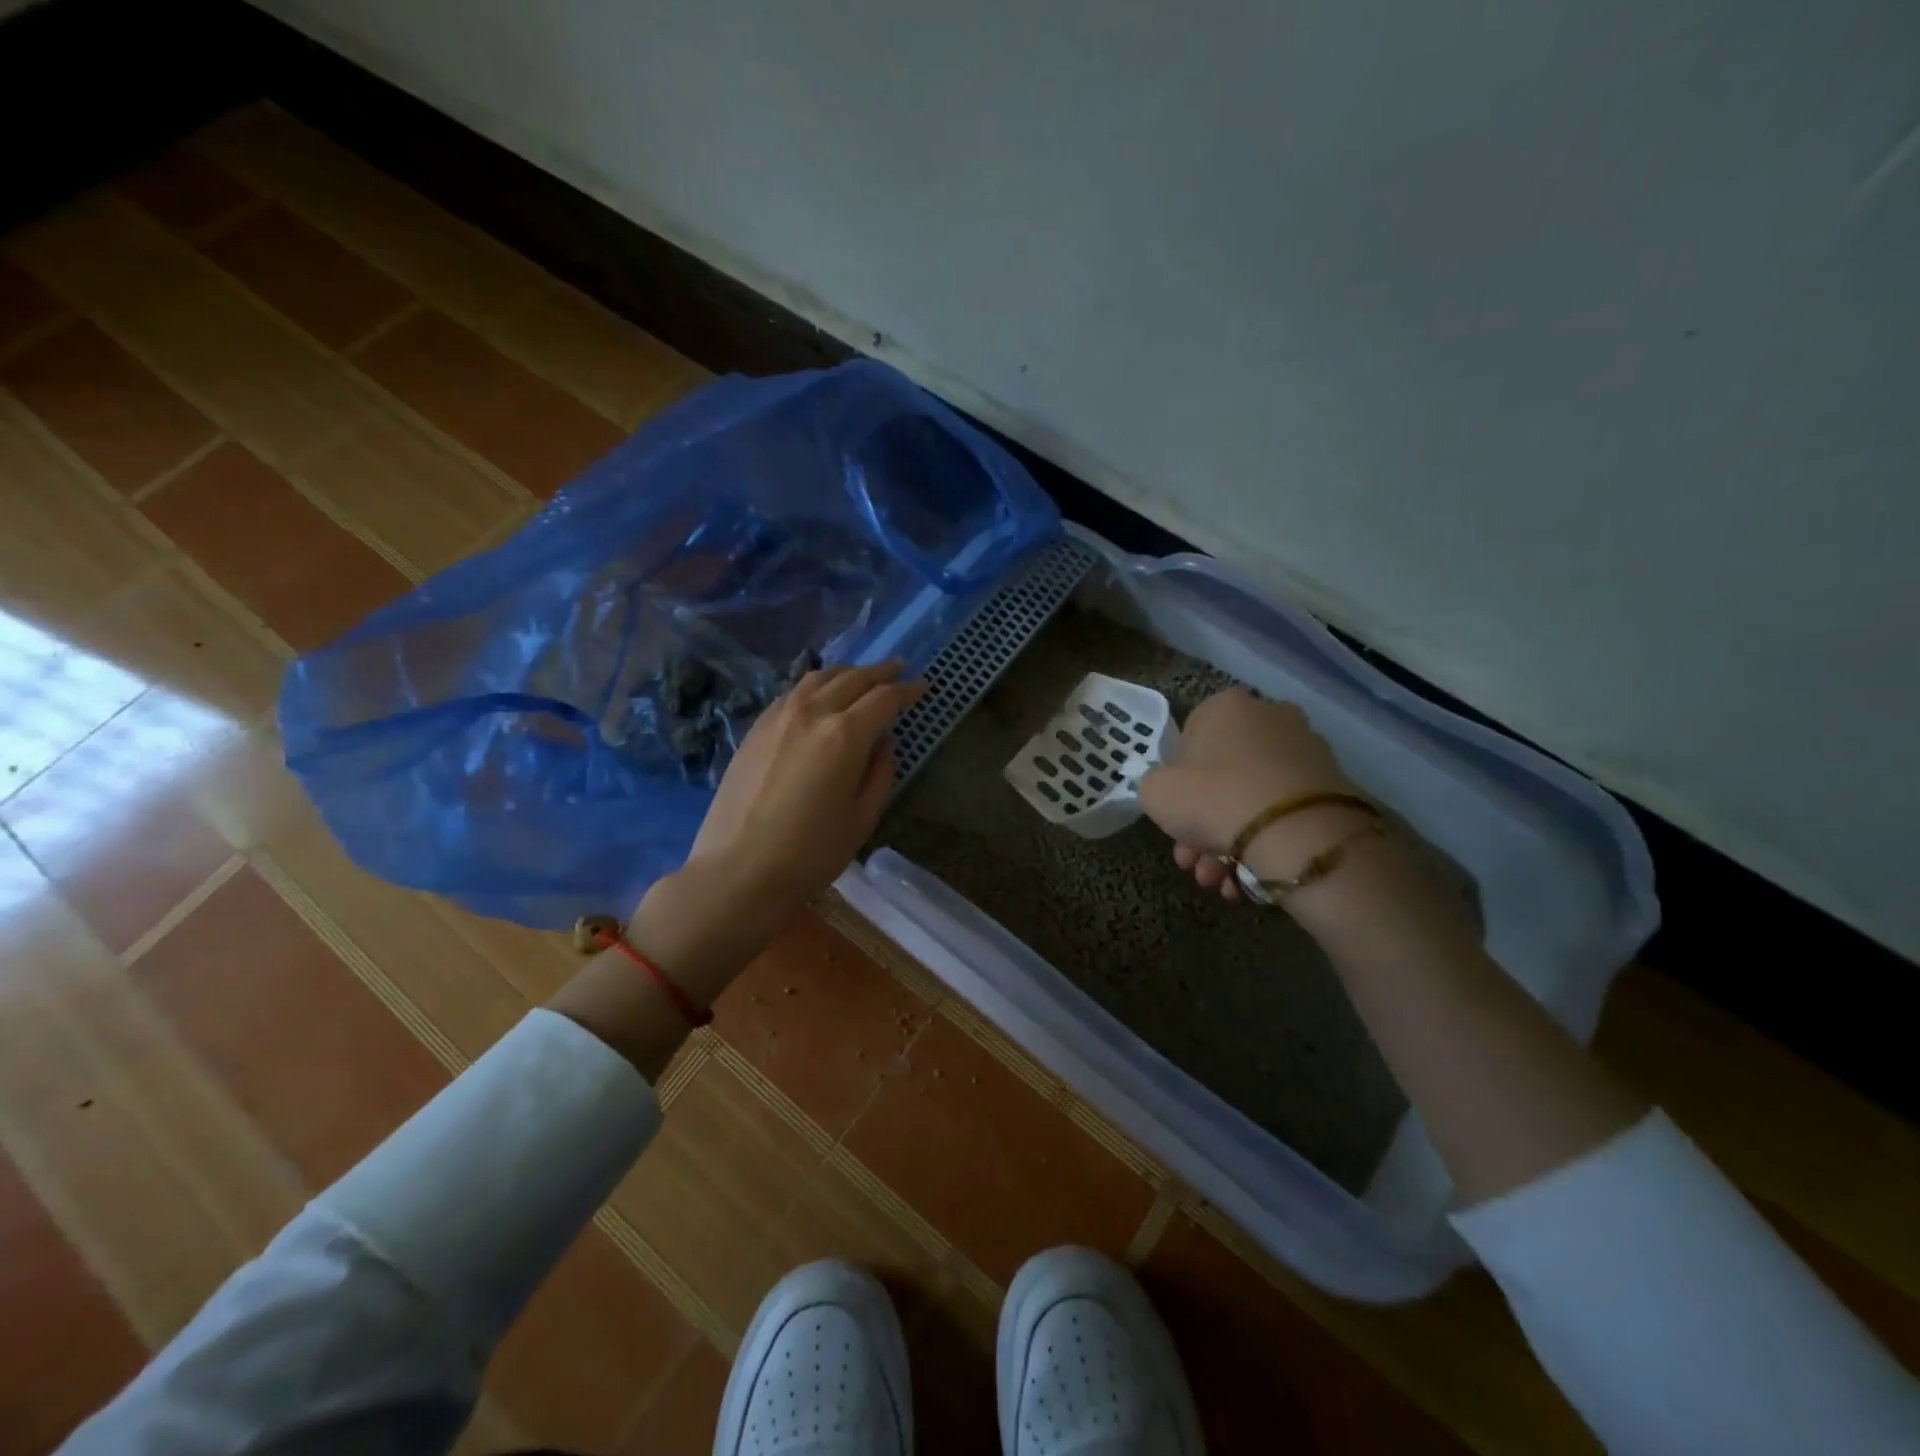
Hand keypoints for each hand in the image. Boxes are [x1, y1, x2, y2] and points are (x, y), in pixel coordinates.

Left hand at [629, 660, 924, 999]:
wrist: (737, 872)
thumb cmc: (810, 854)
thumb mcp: (862, 819)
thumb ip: (880, 773)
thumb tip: (882, 743)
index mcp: (845, 735)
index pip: (884, 699)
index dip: (908, 690)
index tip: (923, 685)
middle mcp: (812, 713)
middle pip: (852, 679)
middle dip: (880, 672)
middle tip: (899, 669)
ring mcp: (778, 717)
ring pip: (818, 678)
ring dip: (847, 673)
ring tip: (862, 677)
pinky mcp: (755, 729)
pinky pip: (792, 693)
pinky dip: (815, 686)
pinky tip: (820, 697)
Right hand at [1138, 689, 1369, 900]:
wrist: (1292, 832)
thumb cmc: (1212, 797)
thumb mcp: (1154, 791)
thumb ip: (1155, 784)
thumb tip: (1173, 790)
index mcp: (1225, 706)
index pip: (1188, 740)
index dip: (1176, 783)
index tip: (1174, 816)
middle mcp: (1270, 717)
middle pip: (1222, 776)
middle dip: (1202, 825)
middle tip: (1193, 862)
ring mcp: (1305, 751)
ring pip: (1251, 799)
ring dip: (1229, 843)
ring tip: (1218, 881)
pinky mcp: (1331, 787)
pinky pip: (1283, 815)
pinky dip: (1263, 845)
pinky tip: (1246, 881)